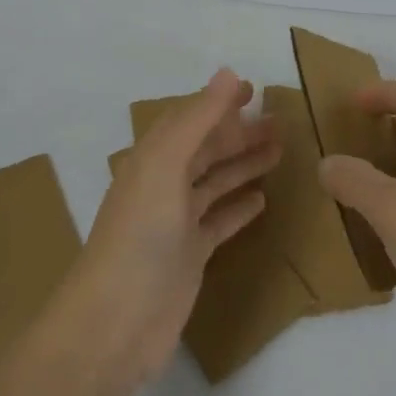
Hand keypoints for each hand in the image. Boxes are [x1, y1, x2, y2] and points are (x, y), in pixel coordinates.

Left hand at [62, 69, 277, 386]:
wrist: (115, 323)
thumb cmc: (140, 234)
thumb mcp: (166, 165)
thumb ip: (197, 119)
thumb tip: (227, 72)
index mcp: (152, 159)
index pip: (189, 119)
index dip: (218, 103)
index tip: (253, 90)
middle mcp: (163, 185)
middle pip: (206, 149)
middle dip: (239, 134)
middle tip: (281, 124)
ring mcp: (176, 223)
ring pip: (215, 183)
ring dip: (244, 165)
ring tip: (280, 152)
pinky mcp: (190, 256)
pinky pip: (219, 222)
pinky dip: (238, 208)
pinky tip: (262, 200)